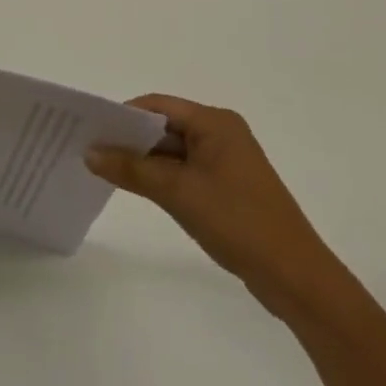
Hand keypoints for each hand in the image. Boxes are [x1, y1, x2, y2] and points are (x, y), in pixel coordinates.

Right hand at [87, 96, 356, 323]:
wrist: (297, 279)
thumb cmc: (237, 222)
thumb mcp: (176, 192)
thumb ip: (130, 168)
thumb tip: (88, 152)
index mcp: (215, 122)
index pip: (156, 106)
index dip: (122, 116)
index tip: (90, 130)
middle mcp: (221, 133)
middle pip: (163, 127)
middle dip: (129, 139)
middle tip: (90, 151)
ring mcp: (226, 162)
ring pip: (171, 151)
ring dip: (143, 161)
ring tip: (104, 170)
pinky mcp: (228, 187)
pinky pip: (184, 171)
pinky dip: (160, 177)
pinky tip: (136, 189)